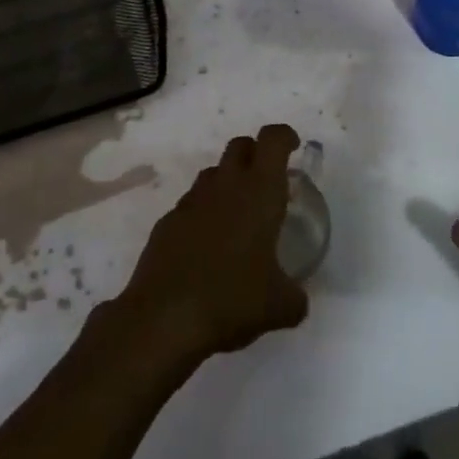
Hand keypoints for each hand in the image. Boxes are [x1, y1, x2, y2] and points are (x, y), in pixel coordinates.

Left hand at [117, 124, 308, 363]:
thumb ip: (295, 296)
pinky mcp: (166, 224)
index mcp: (260, 192)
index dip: (285, 137)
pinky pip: (190, 206)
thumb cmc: (233, 301)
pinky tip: (206, 248)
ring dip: (227, 183)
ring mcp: (191, 203)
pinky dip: (202, 214)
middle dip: (255, 154)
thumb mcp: (281, 307)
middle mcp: (225, 186)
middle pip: (240, 145)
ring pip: (212, 173)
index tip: (293, 150)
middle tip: (267, 182)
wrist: (163, 321)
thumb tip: (296, 300)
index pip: (273, 140)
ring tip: (237, 217)